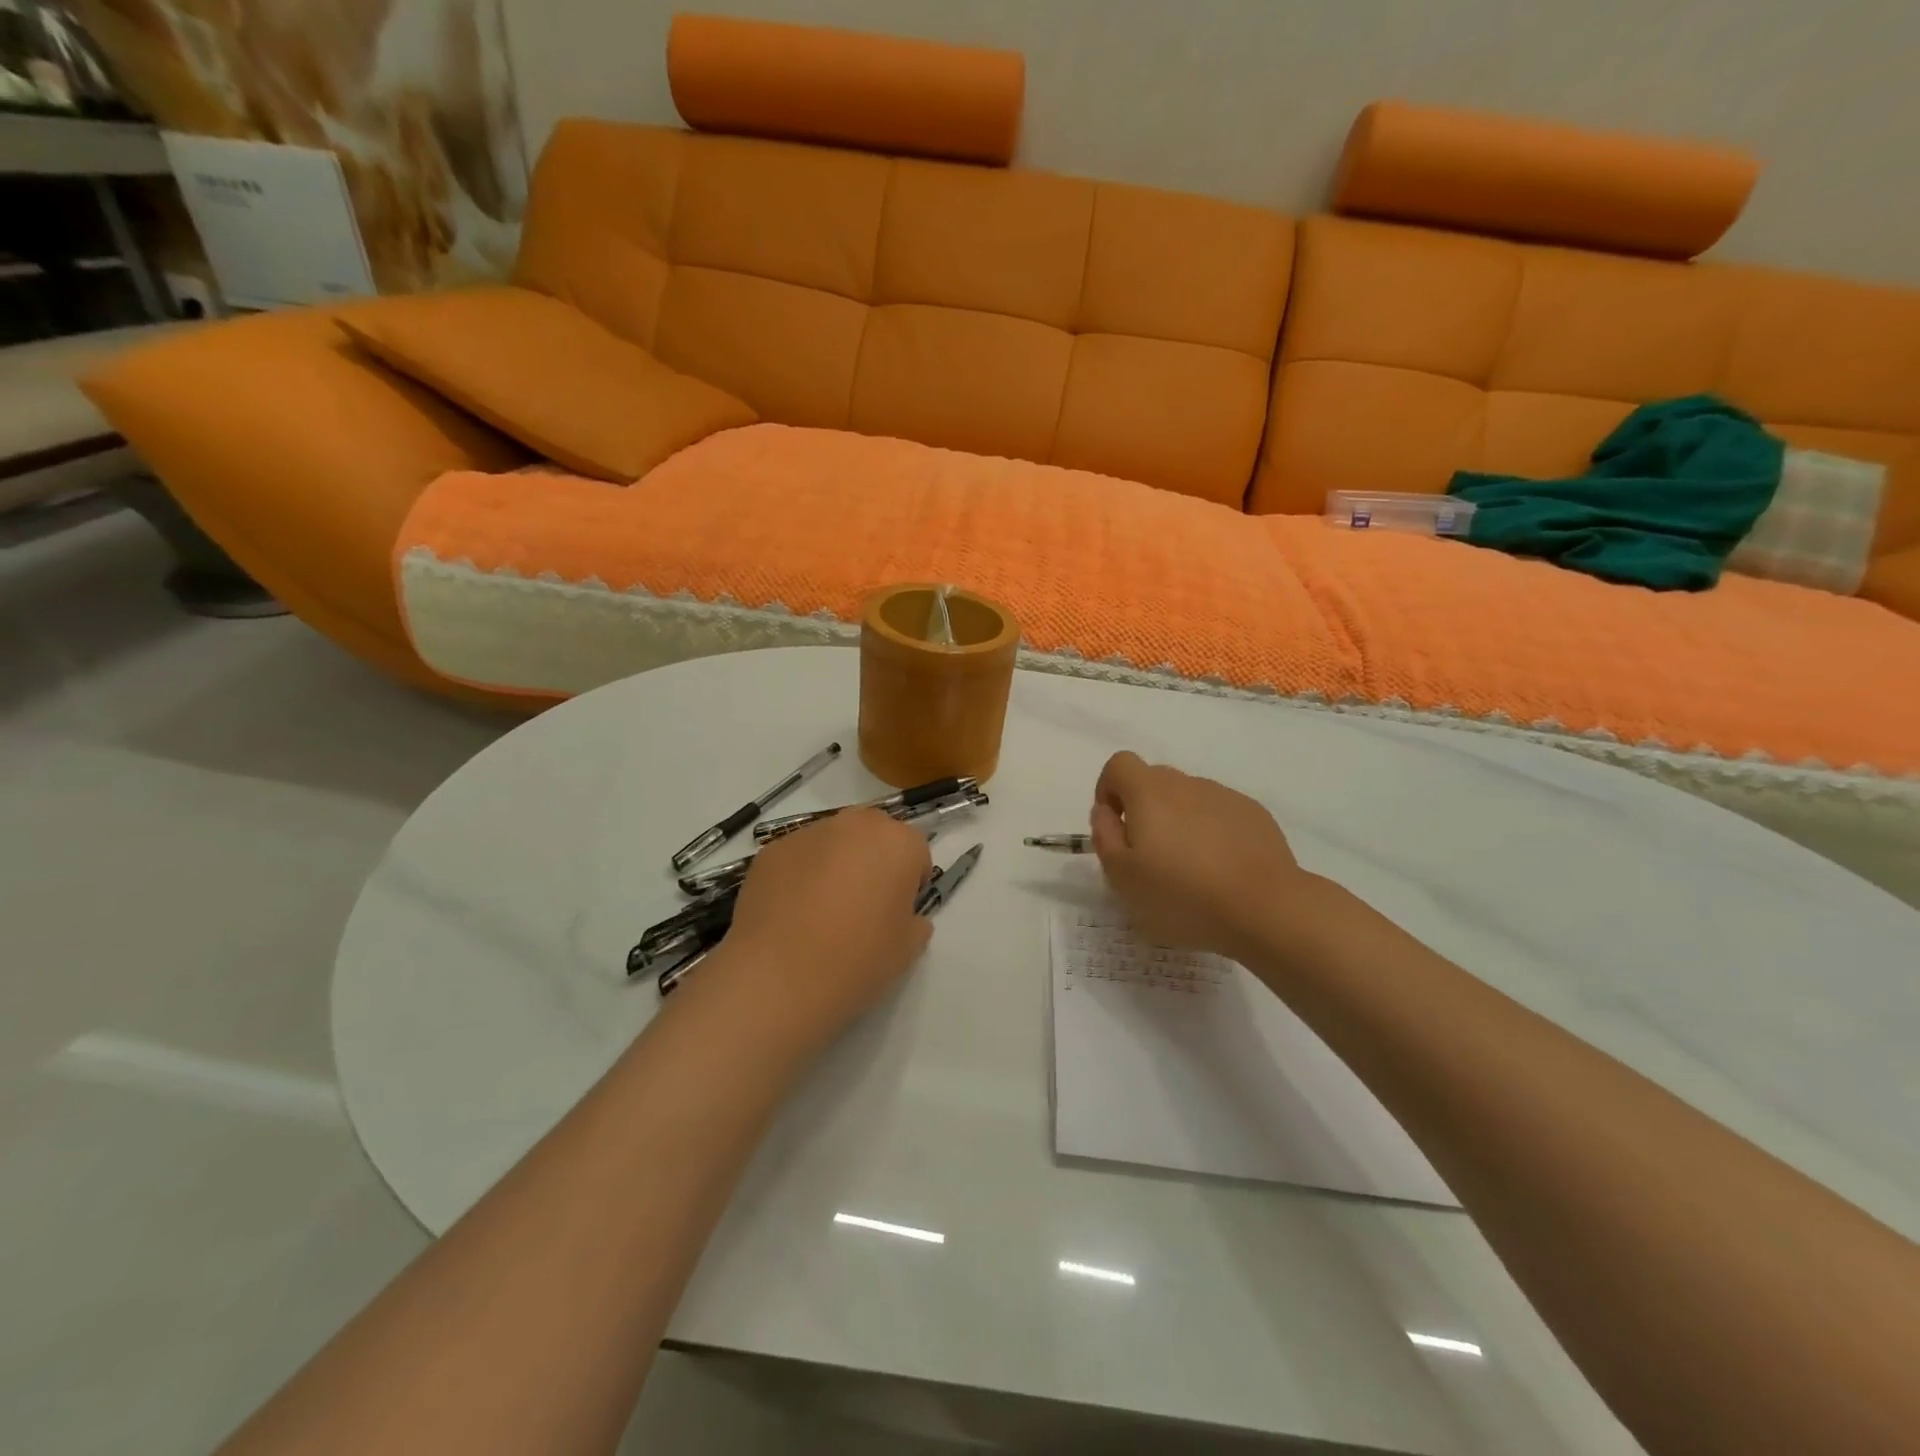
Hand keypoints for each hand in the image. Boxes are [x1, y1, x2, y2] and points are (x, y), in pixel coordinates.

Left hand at [716, 808, 933, 1037]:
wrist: (779, 976)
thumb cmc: (858, 959)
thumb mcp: (908, 949)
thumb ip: (915, 922)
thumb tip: (904, 917)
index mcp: (898, 843)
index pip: (916, 852)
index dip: (910, 883)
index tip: (898, 912)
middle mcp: (855, 825)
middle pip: (873, 835)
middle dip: (874, 861)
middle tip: (864, 906)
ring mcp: (808, 834)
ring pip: (833, 843)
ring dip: (836, 864)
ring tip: (821, 912)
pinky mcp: (771, 851)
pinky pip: (798, 858)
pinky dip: (800, 876)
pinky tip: (791, 914)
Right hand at [1090, 751, 1311, 961]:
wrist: (1265, 908)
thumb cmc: (1181, 895)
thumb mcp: (1122, 876)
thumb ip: (1104, 836)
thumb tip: (1105, 811)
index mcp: (1149, 792)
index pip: (1119, 764)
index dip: (1109, 790)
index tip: (1114, 826)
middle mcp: (1186, 783)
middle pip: (1153, 781)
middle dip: (1143, 810)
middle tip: (1148, 856)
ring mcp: (1225, 796)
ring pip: (1188, 799)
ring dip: (1179, 823)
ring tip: (1189, 870)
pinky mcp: (1255, 815)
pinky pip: (1220, 815)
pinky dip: (1211, 833)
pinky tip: (1220, 871)